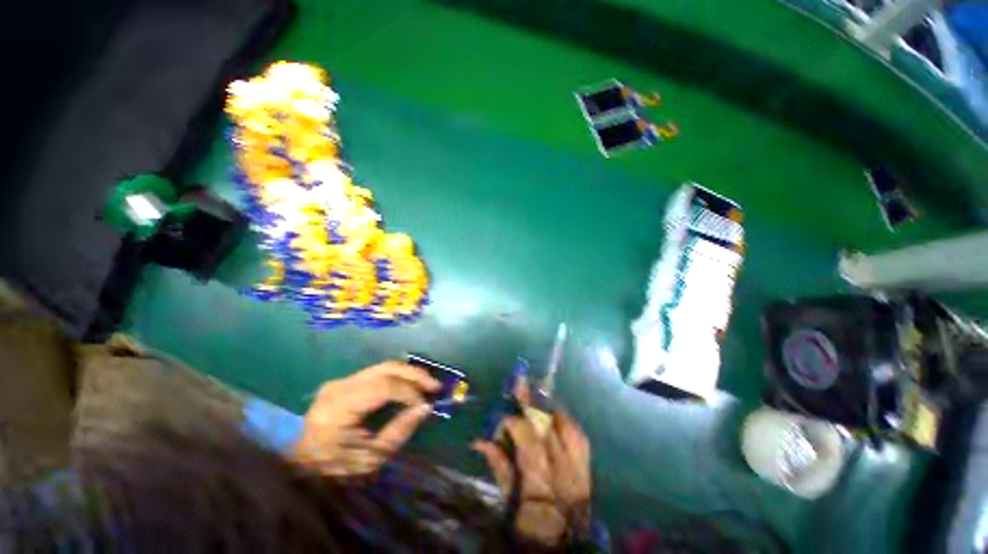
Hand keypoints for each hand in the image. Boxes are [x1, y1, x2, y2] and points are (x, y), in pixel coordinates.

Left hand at [291, 361, 439, 476]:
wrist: (301, 467)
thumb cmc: (335, 469)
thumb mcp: (370, 459)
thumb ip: (399, 431)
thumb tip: (426, 407)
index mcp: (339, 408)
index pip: (382, 388)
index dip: (408, 392)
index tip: (426, 403)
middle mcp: (338, 387)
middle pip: (384, 369)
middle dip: (414, 375)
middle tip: (435, 385)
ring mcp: (339, 382)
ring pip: (383, 367)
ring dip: (408, 373)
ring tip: (427, 382)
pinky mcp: (343, 382)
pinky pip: (377, 373)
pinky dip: (397, 376)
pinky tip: (410, 383)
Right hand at [472, 378, 591, 546]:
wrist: (565, 547)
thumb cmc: (531, 526)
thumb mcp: (509, 502)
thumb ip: (498, 467)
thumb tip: (480, 441)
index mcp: (538, 479)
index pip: (525, 438)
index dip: (513, 421)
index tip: (502, 412)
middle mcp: (561, 469)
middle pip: (545, 426)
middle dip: (531, 400)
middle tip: (521, 379)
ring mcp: (578, 467)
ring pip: (565, 425)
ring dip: (549, 406)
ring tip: (538, 389)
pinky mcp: (587, 468)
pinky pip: (578, 436)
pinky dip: (566, 421)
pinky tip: (557, 412)